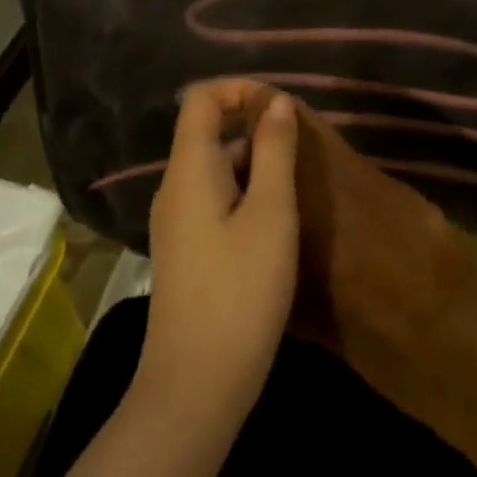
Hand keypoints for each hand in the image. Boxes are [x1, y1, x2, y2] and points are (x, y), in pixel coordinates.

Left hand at [138, 80, 298, 423]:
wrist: (196, 387)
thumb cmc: (240, 291)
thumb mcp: (271, 213)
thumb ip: (275, 150)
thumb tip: (276, 101)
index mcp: (189, 170)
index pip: (200, 98)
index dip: (240, 89)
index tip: (282, 107)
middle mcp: (175, 187)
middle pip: (207, 128)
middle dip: (254, 121)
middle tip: (301, 141)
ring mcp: (178, 221)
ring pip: (215, 164)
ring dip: (255, 156)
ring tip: (297, 175)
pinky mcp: (188, 249)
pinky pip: (215, 195)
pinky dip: (247, 187)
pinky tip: (278, 213)